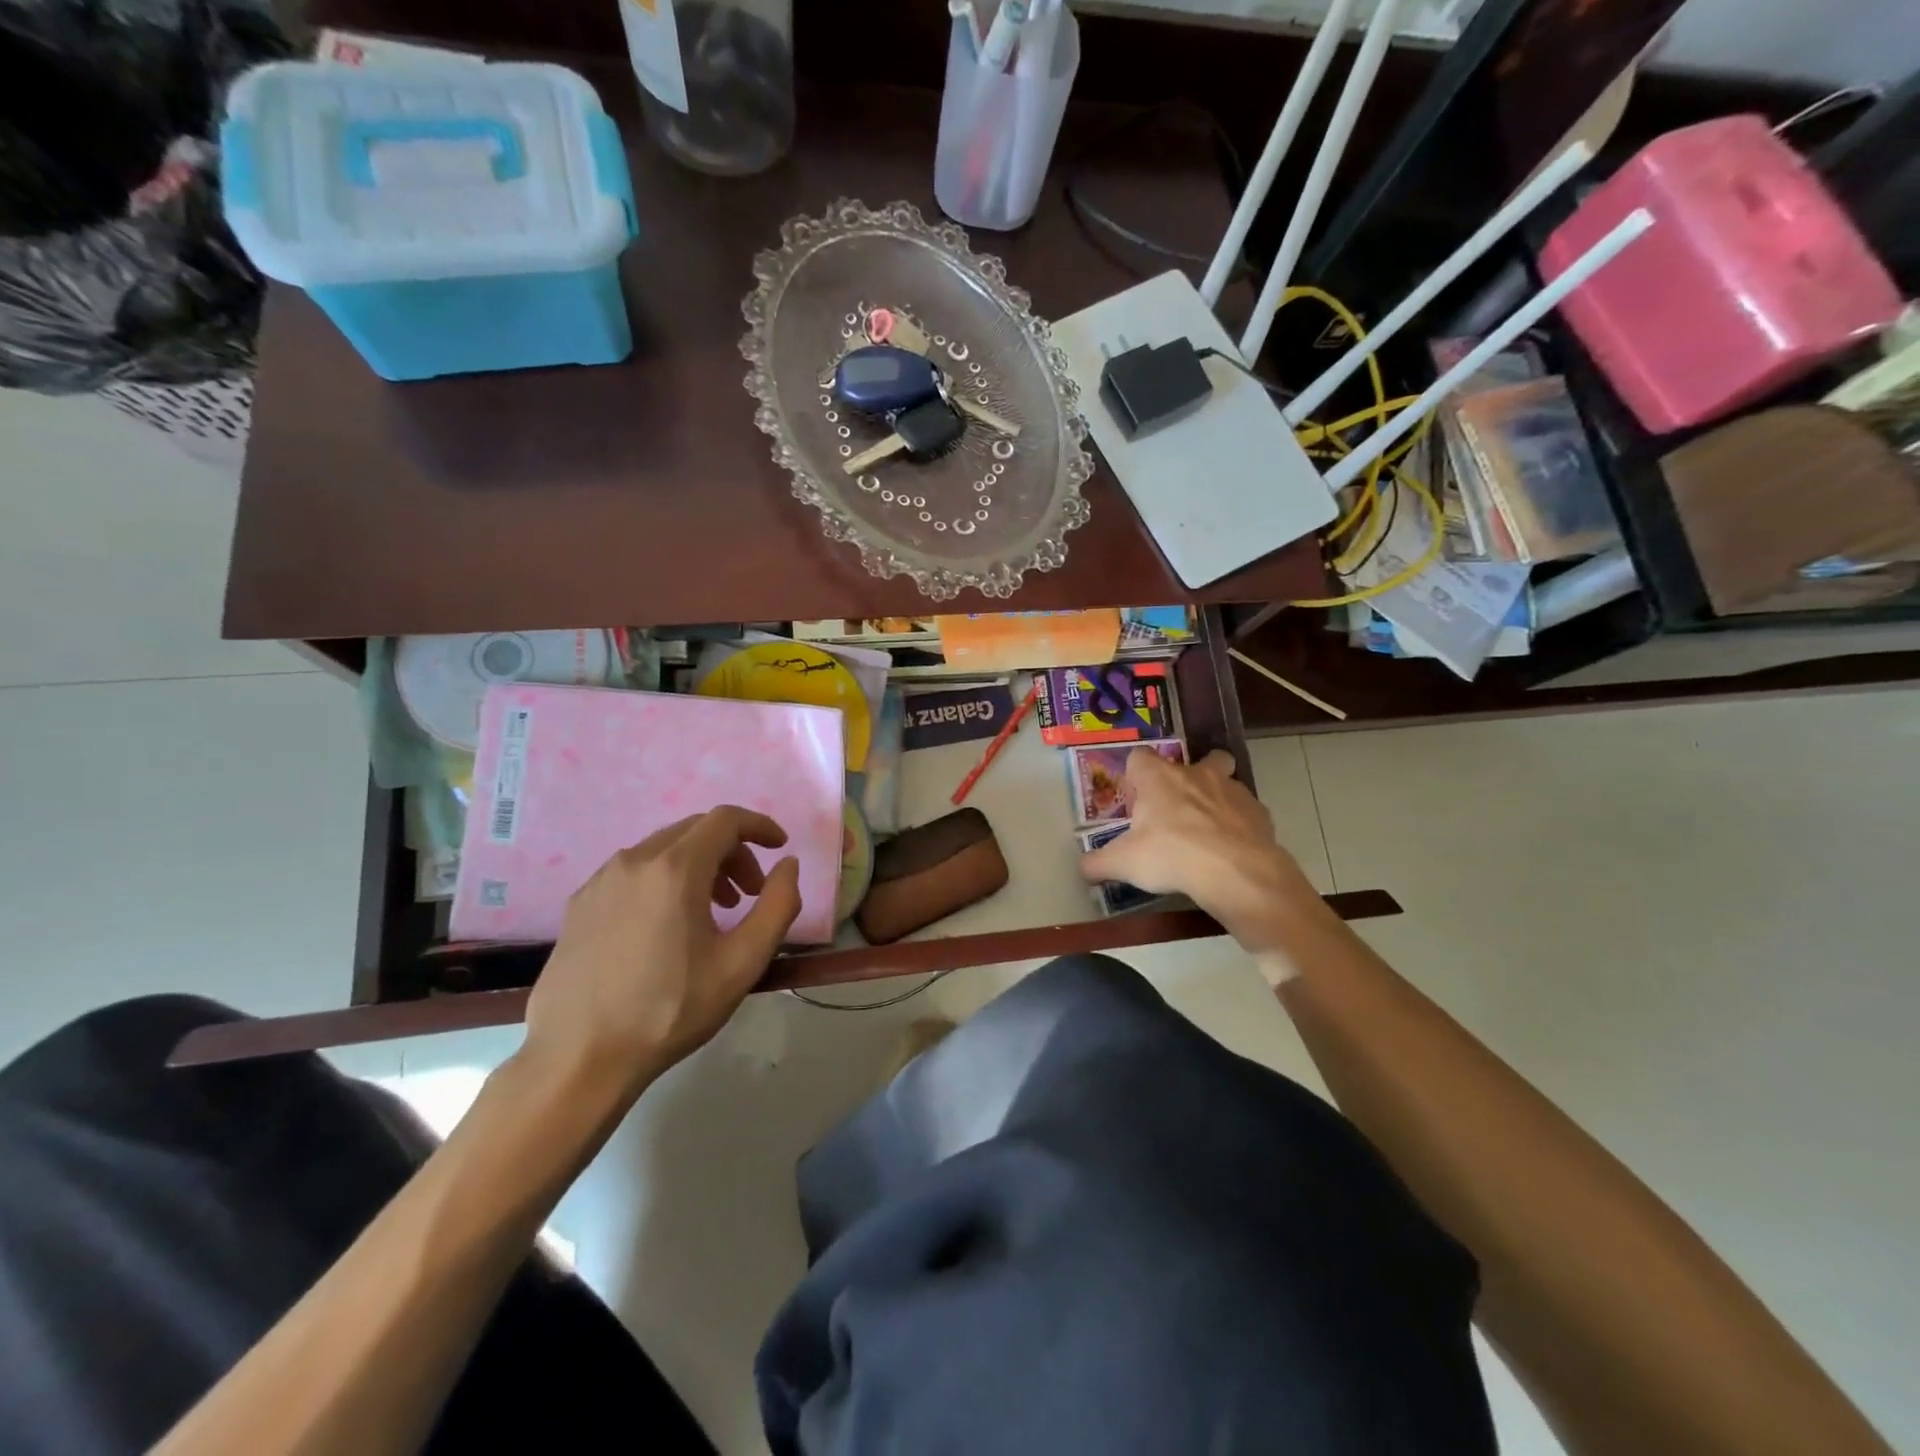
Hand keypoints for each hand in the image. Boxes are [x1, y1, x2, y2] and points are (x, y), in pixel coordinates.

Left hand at [520, 807, 801, 1109]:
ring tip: (713, 911)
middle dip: (732, 851)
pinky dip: (664, 880)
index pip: (725, 820)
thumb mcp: (742, 963)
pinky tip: (667, 925)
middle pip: (694, 831)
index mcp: (675, 869)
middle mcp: (634, 861)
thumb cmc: (670, 1010)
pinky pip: (633, 872)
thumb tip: (788, 865)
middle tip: (749, 892)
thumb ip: (777, 905)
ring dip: (699, 866)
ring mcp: (600, 881)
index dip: (759, 826)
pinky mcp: (579, 904)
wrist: (579, 1059)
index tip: (779, 847)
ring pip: (662, 849)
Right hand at [1079, 748, 1321, 951]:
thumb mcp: (1124, 864)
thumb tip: (1082, 868)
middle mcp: (1195, 773)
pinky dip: (1239, 824)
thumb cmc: (1170, 856)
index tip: (1135, 798)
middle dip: (1188, 777)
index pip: (1138, 757)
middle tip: (1177, 809)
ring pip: (1226, 780)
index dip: (1135, 775)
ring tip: (1208, 829)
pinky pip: (1246, 811)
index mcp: (1158, 778)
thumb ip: (1098, 863)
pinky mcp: (1259, 811)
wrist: (1235, 872)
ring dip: (1216, 797)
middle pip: (1194, 759)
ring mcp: (1231, 789)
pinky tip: (1231, 849)